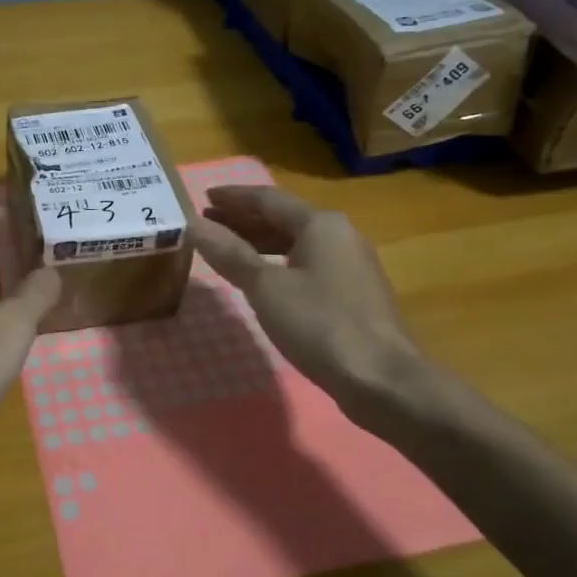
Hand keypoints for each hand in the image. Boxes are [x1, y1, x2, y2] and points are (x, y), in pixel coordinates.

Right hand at [194, 186, 431, 408]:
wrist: (382, 379)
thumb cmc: (320, 324)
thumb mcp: (266, 288)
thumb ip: (230, 254)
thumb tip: (194, 225)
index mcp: (320, 224)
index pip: (268, 199)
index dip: (233, 198)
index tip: (203, 197)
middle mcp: (340, 235)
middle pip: (284, 219)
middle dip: (244, 220)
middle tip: (209, 223)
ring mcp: (351, 265)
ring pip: (297, 243)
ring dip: (261, 243)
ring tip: (228, 250)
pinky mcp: (354, 294)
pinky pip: (308, 265)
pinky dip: (279, 264)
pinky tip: (263, 280)